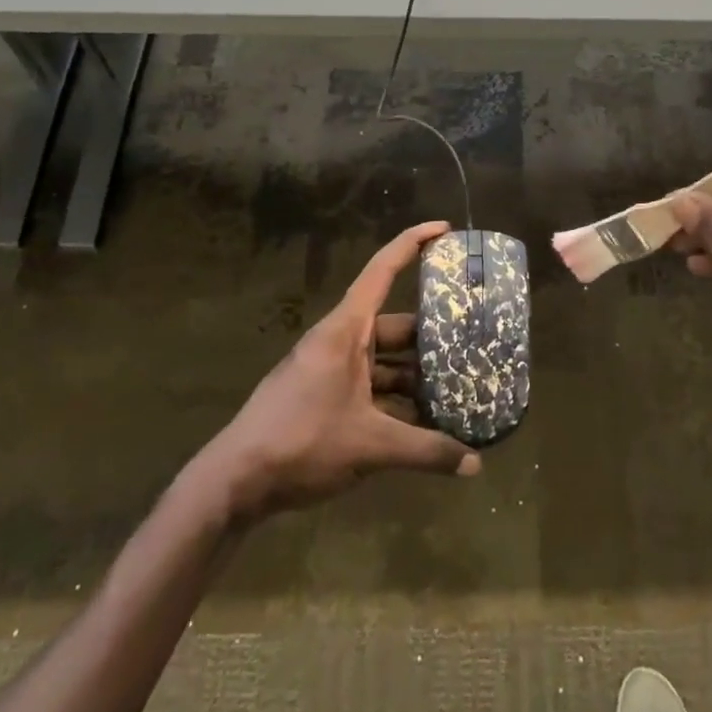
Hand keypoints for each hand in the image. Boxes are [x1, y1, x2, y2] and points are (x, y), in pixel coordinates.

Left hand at [203, 221, 481, 518]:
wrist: (235, 482)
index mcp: (345, 331)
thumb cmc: (302, 442)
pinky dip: (396, 399)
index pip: (382, 271)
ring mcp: (330, 370)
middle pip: (393, 325)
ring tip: (458, 389)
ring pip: (384, 361)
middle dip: (431, 335)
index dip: (412, 243)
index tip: (444, 229)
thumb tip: (477, 464)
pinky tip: (424, 423)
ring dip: (416, 376)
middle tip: (473, 341)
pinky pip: (370, 386)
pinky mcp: (324, 397)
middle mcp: (339, 342)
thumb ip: (426, 451)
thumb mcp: (371, 446)